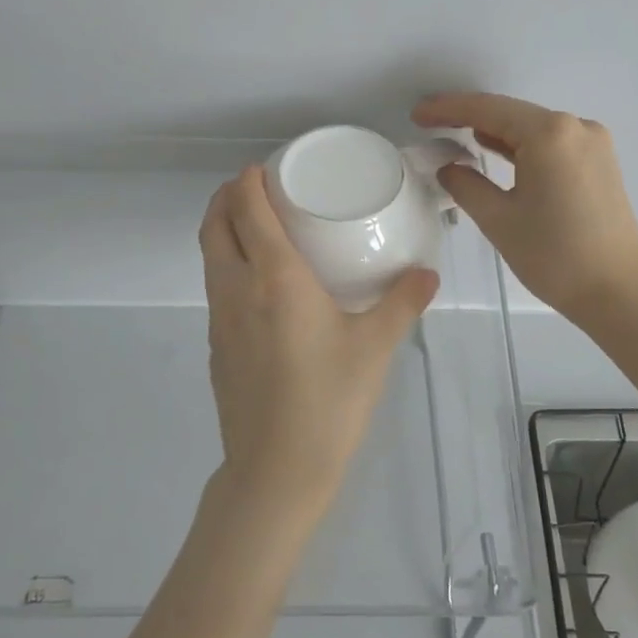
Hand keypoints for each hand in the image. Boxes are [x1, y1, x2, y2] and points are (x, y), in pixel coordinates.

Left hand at [200, 166, 439, 521]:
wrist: (277, 469)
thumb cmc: (329, 400)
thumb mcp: (374, 348)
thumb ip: (402, 303)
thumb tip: (428, 273)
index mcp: (274, 277)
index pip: (247, 210)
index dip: (248, 181)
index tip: (265, 168)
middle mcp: (237, 288)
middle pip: (215, 225)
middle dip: (227, 196)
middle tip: (256, 188)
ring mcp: (220, 318)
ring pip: (210, 256)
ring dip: (223, 229)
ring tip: (256, 226)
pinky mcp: (216, 345)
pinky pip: (215, 286)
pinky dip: (227, 263)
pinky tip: (260, 284)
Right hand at [413, 92, 637, 324]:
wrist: (620, 292)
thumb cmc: (555, 255)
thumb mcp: (499, 219)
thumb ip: (466, 185)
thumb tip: (450, 168)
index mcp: (550, 133)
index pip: (488, 109)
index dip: (449, 109)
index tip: (417, 114)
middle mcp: (575, 127)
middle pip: (512, 113)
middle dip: (470, 118)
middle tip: (430, 125)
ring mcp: (592, 144)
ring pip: (532, 129)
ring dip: (496, 132)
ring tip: (455, 136)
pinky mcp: (599, 164)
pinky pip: (551, 144)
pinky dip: (521, 147)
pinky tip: (497, 152)